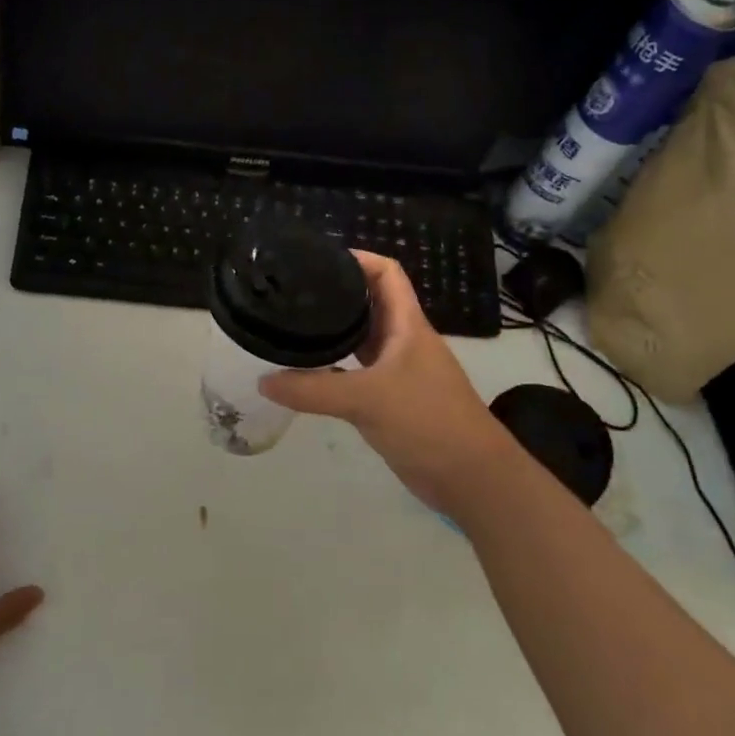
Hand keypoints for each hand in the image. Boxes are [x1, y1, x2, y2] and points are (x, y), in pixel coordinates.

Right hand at [259, 252, 521, 520]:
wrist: (470, 477)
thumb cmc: (428, 421)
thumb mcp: (367, 399)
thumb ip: (313, 390)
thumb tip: (264, 380)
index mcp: (408, 325)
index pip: (387, 273)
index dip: (358, 258)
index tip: (319, 259)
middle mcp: (403, 341)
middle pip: (371, 303)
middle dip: (337, 293)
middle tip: (293, 291)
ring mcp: (398, 371)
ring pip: (363, 339)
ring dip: (334, 332)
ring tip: (293, 324)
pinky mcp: (391, 400)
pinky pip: (357, 373)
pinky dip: (334, 369)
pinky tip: (307, 372)